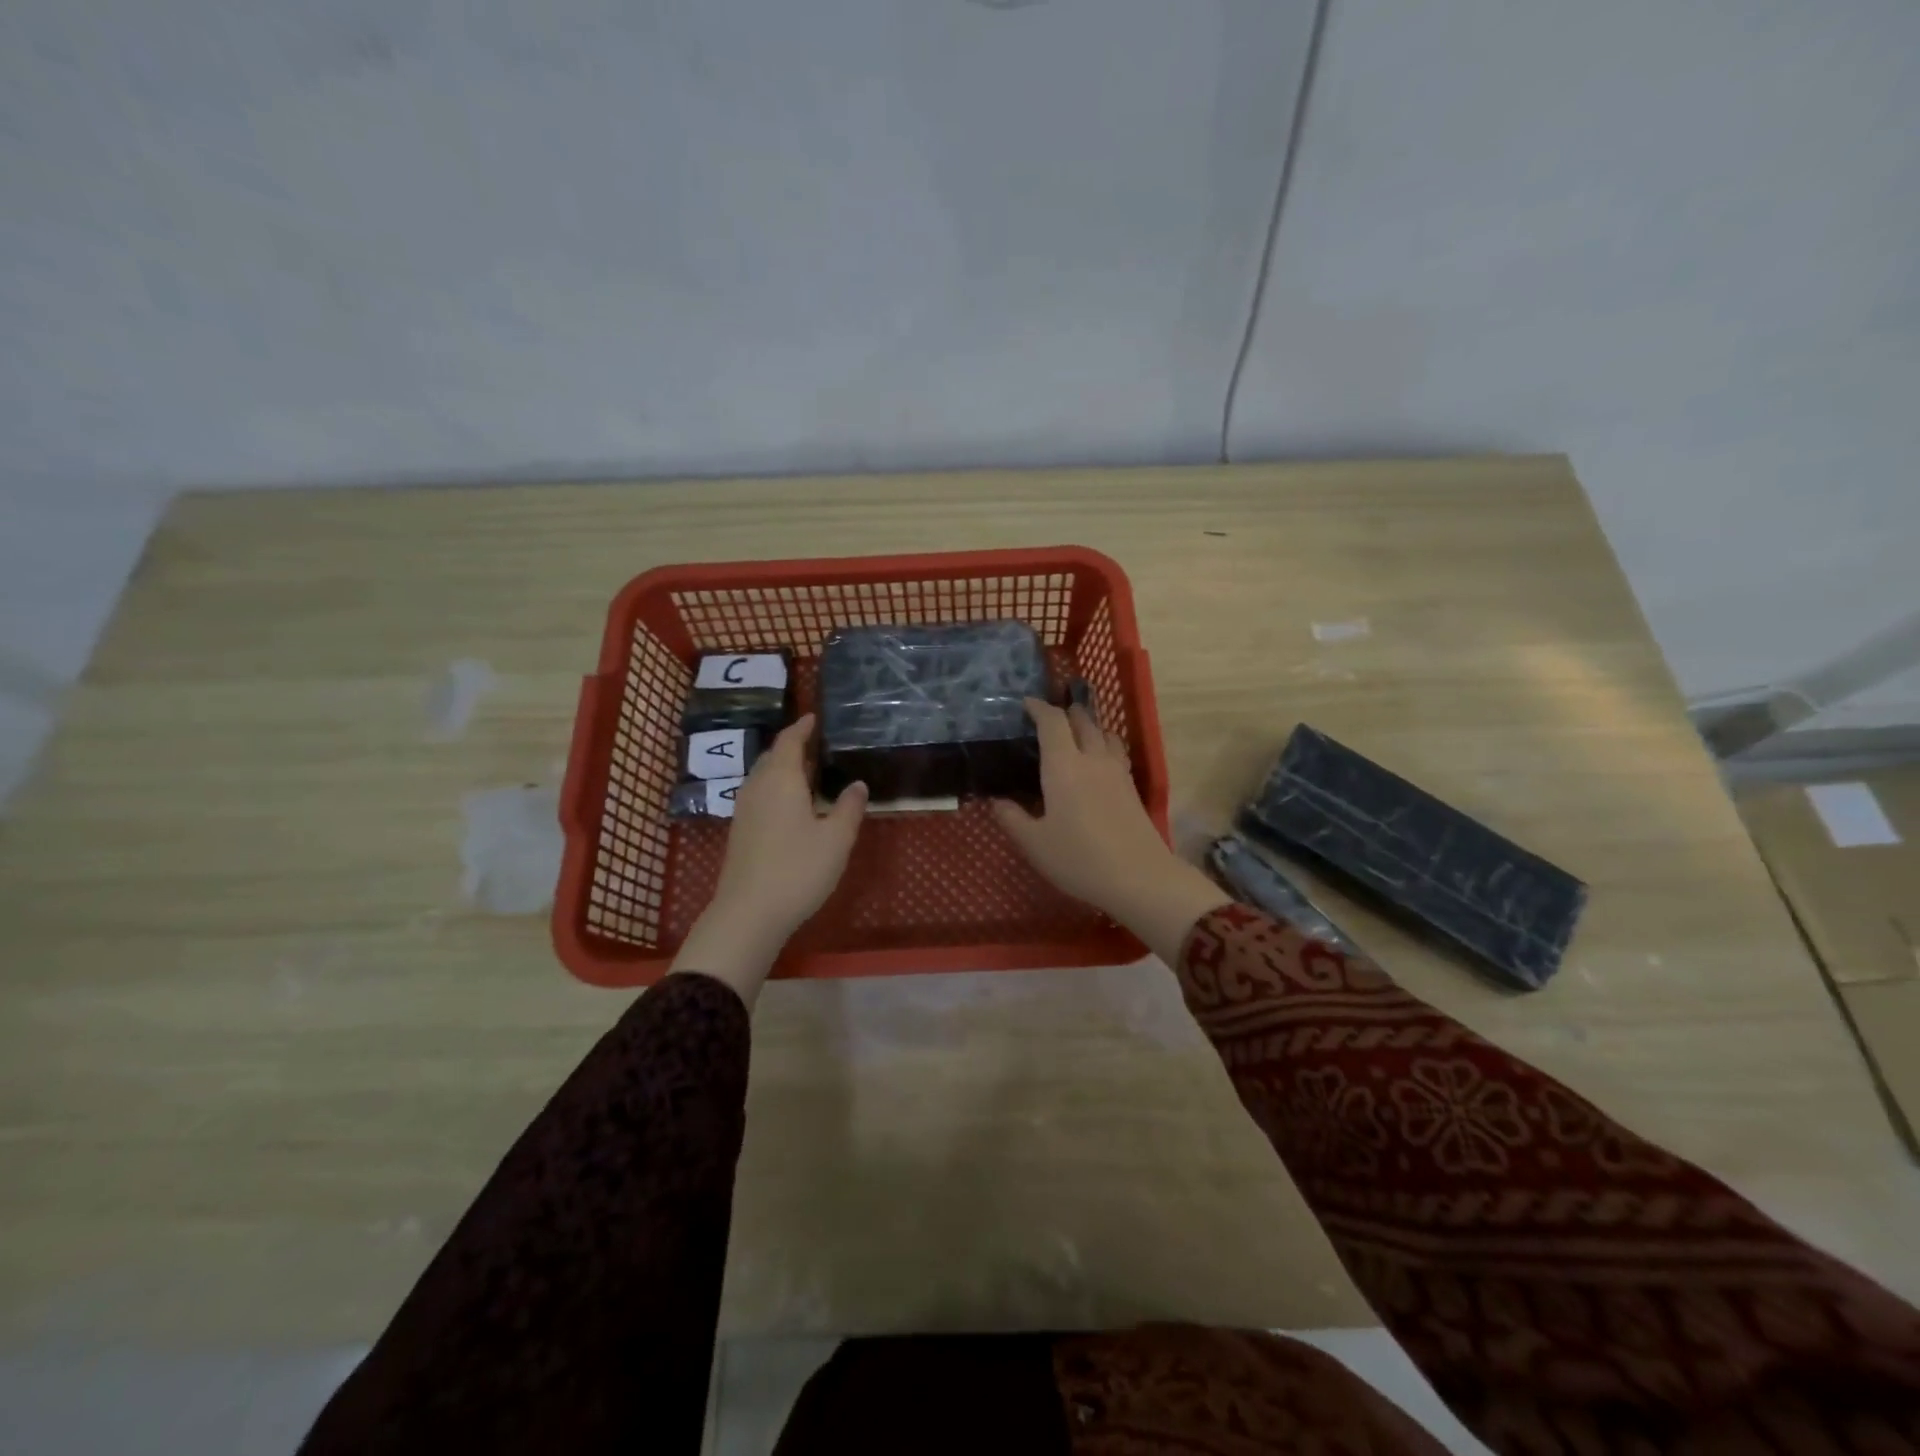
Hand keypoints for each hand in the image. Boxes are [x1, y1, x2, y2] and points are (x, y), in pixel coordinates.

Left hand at [670, 714, 866, 1004]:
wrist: (748, 913)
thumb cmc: (798, 869)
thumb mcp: (836, 839)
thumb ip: (849, 807)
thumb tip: (857, 784)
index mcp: (781, 779)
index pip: (790, 741)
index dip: (802, 727)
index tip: (814, 717)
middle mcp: (758, 786)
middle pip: (774, 756)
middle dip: (794, 746)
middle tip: (818, 743)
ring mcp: (744, 809)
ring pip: (764, 776)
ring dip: (784, 767)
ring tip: (808, 770)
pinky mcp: (740, 830)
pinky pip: (760, 793)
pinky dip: (776, 787)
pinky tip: (792, 803)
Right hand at [993, 699, 1226, 965]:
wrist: (1139, 877)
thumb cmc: (1079, 859)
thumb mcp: (1034, 843)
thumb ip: (1012, 818)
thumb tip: (996, 800)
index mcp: (1064, 765)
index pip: (1052, 721)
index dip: (1038, 708)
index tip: (1025, 704)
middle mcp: (1092, 759)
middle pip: (1082, 720)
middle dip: (1065, 712)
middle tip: (1048, 717)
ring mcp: (1117, 771)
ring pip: (1104, 733)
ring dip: (1088, 725)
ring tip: (1075, 734)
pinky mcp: (1132, 787)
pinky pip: (1115, 751)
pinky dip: (1103, 744)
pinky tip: (1096, 762)